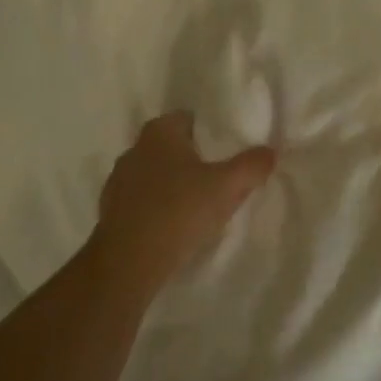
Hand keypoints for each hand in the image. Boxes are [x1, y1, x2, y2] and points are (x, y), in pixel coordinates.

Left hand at [91, 113, 274, 284]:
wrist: (129, 261)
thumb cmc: (180, 211)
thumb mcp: (227, 186)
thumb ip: (251, 165)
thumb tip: (270, 151)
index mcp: (159, 132)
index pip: (188, 119)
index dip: (210, 133)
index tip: (228, 152)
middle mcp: (135, 148)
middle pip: (172, 147)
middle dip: (194, 160)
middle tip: (220, 180)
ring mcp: (118, 180)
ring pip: (156, 175)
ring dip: (175, 185)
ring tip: (199, 206)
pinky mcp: (111, 210)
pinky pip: (143, 200)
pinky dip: (158, 207)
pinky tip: (175, 226)